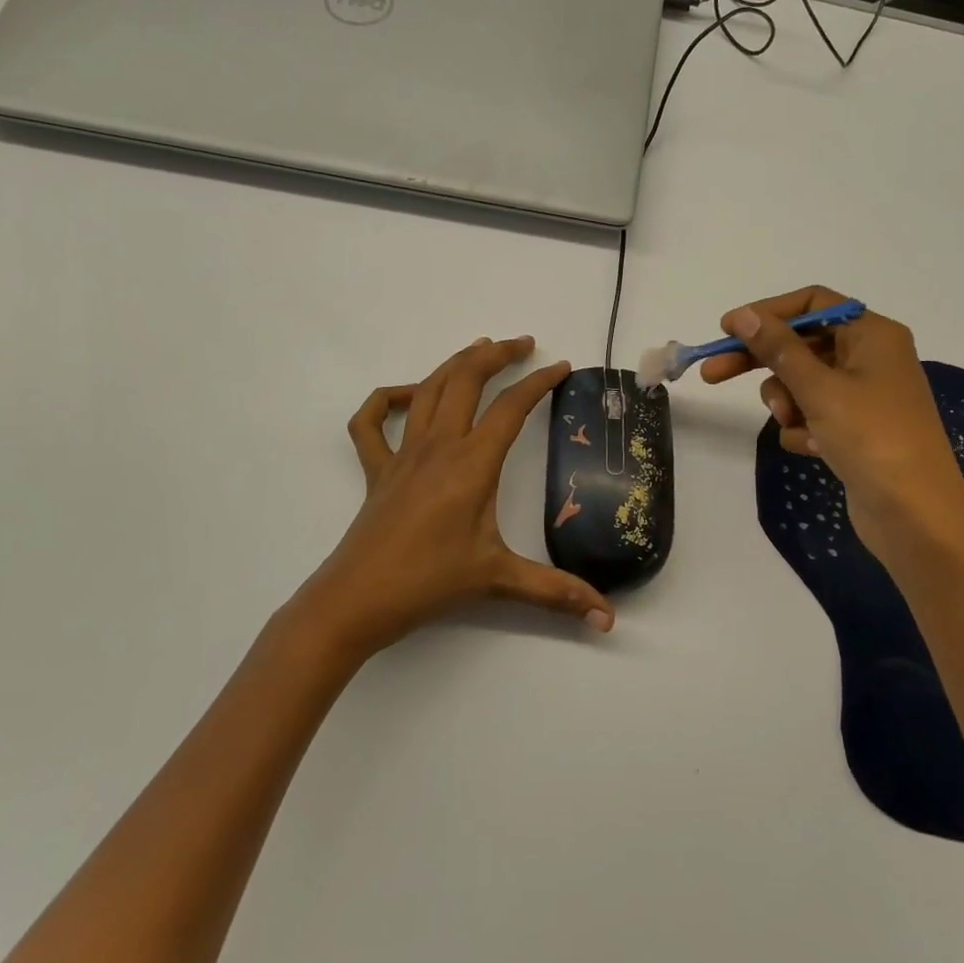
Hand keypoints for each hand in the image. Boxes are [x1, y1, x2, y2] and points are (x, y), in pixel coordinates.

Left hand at [301, 336, 615, 663]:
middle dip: (497, 355)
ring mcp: (402, 453)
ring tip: (480, 350)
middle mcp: (437, 446)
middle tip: (523, 344)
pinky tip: (409, 396)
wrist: (356, 601)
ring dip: (455, 363)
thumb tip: (607, 618)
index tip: (561, 366)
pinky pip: (372, 421)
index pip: (511, 408)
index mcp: (471, 463)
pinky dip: (389, 398)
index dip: (539, 382)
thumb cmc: (429, 583)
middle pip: (466, 380)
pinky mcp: (376, 469)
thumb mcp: (499, 580)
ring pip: (428, 389)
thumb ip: (557, 593)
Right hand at [699, 287, 963, 556]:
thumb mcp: (819, 388)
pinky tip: (812, 448)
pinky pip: (814, 415)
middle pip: (802, 345)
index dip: (768, 313)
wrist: (915, 515)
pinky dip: (804, 429)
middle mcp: (870, 358)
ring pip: (803, 383)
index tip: (727, 330)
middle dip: (761, 362)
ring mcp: (864, 396)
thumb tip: (743, 314)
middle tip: (713, 374)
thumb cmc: (872, 439)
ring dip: (787, 402)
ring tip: (794, 425)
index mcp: (872, 335)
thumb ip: (778, 348)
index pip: (812, 304)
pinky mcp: (856, 430)